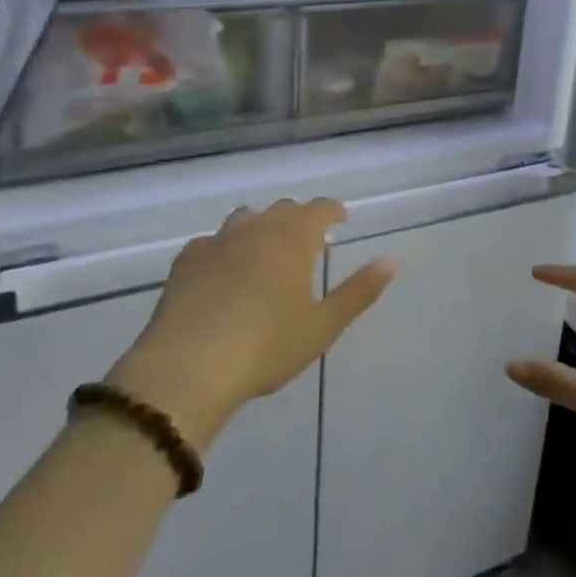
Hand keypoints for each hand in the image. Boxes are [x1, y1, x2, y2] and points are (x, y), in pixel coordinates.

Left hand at [111, 199, 394, 451]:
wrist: (188, 368)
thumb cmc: (267, 346)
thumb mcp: (323, 326)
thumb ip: (359, 291)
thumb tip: (390, 261)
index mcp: (292, 239)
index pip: (319, 209)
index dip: (332, 210)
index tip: (340, 219)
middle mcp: (255, 229)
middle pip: (283, 209)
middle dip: (299, 219)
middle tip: (308, 242)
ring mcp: (216, 241)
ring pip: (245, 219)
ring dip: (262, 227)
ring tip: (266, 253)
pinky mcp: (186, 260)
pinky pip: (213, 241)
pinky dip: (226, 248)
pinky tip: (223, 273)